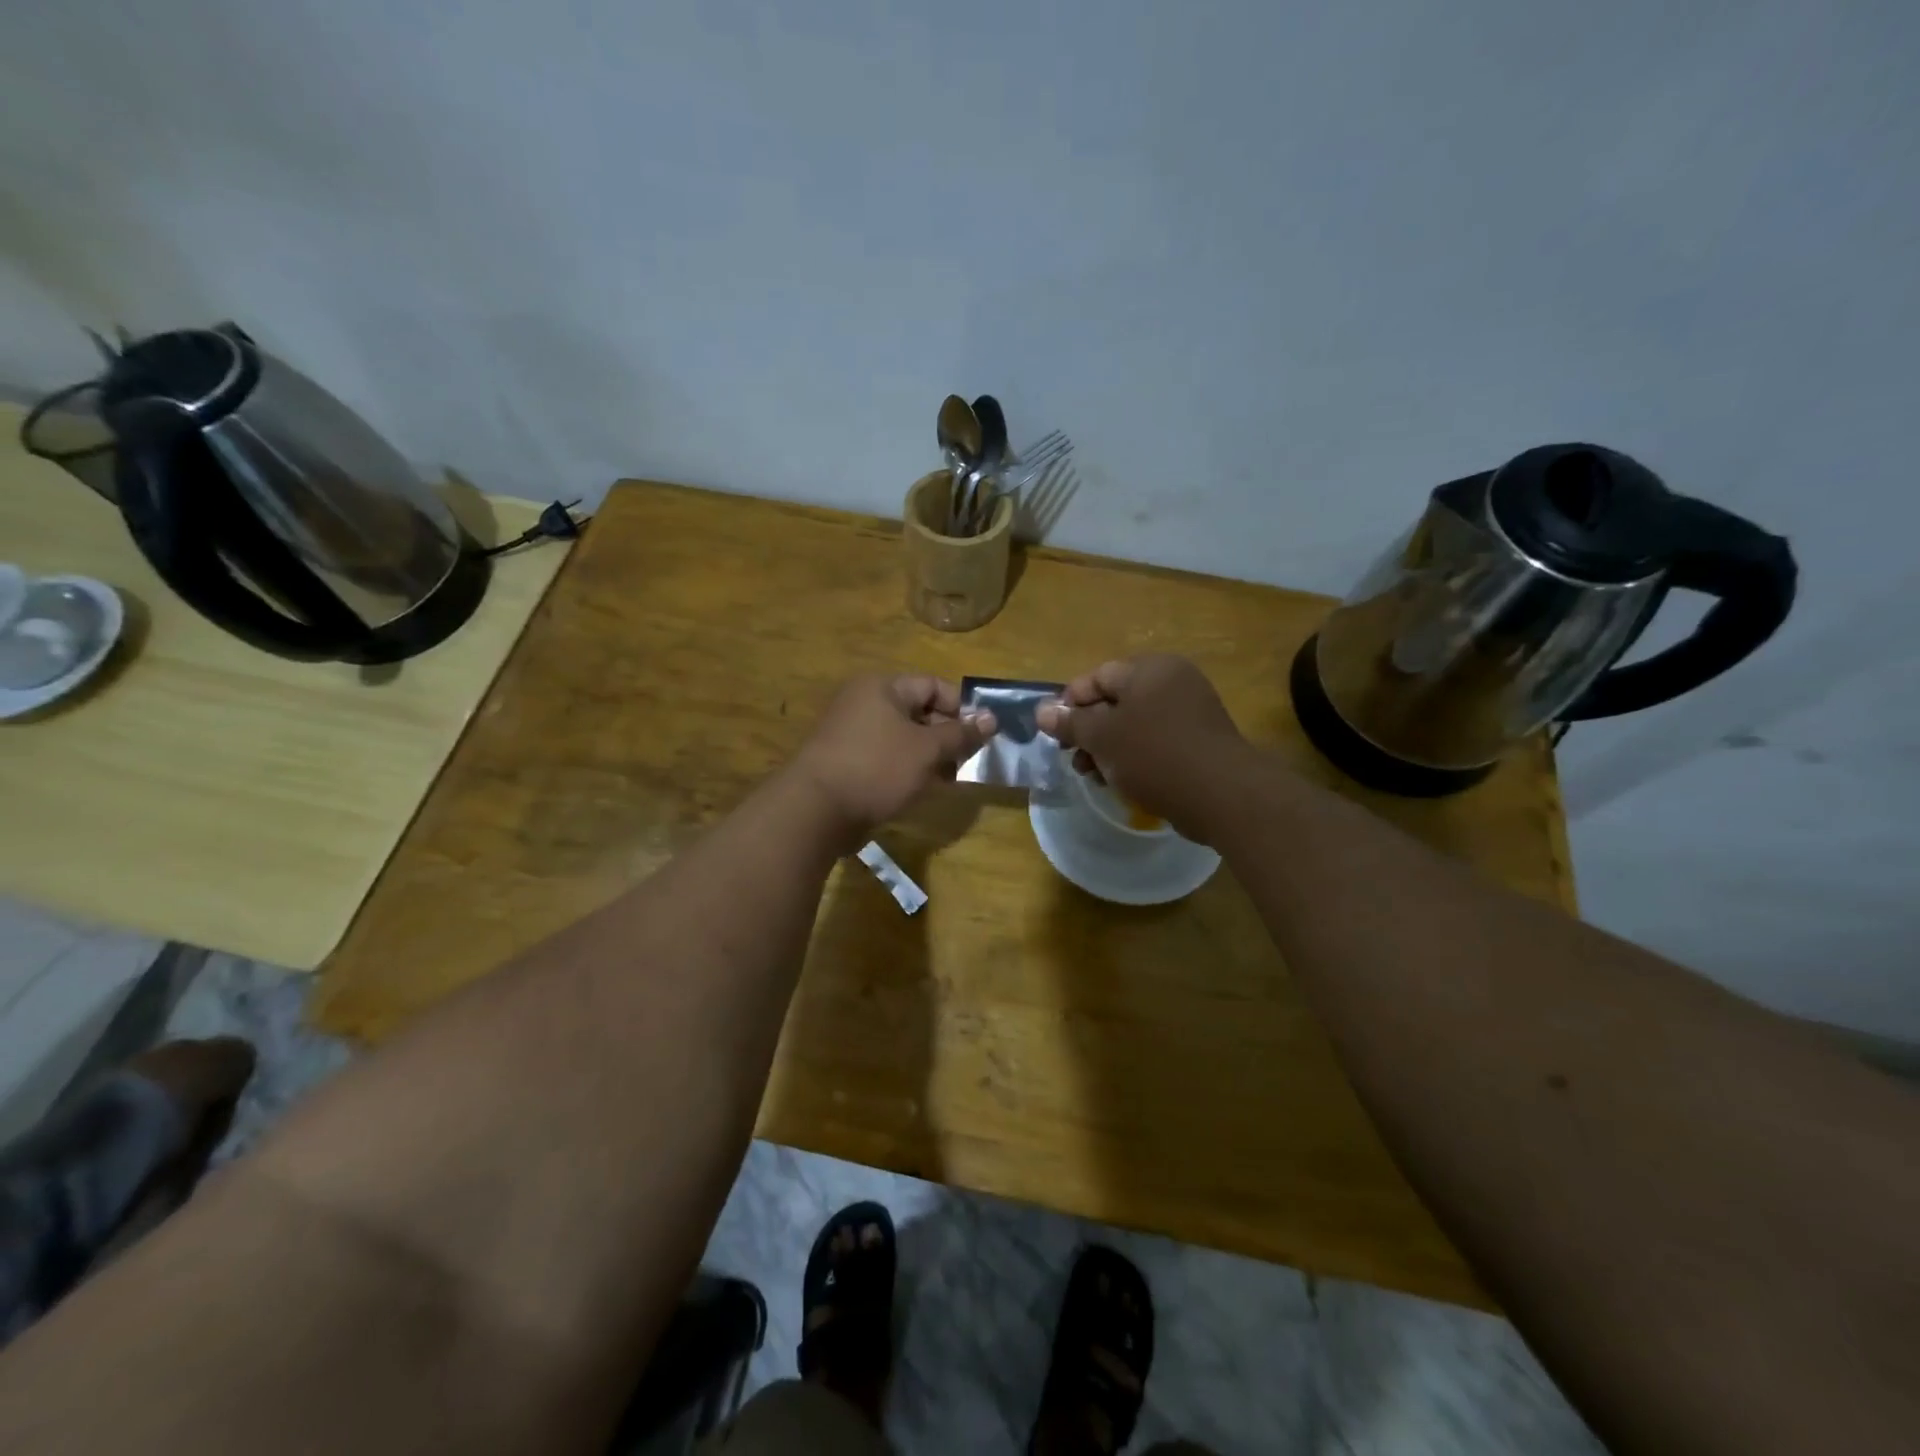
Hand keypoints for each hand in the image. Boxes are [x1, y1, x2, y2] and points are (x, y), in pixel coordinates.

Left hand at [792, 675, 994, 842]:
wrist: (816, 810)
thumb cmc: (877, 768)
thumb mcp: (927, 750)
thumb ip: (961, 734)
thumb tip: (991, 718)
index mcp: (882, 687)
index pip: (933, 685)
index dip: (961, 707)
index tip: (983, 734)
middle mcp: (865, 702)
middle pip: (918, 711)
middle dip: (948, 735)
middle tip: (970, 760)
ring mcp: (853, 733)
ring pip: (904, 738)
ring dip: (931, 756)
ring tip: (951, 779)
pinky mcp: (848, 761)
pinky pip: (887, 757)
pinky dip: (908, 769)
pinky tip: (924, 789)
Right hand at [1036, 655, 1248, 840]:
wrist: (1221, 794)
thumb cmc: (1154, 755)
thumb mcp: (1102, 737)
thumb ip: (1070, 723)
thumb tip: (1042, 711)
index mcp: (1150, 669)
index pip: (1097, 676)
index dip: (1070, 703)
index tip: (1055, 733)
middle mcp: (1172, 682)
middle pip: (1115, 702)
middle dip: (1088, 732)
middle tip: (1073, 759)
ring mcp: (1190, 712)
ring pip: (1134, 726)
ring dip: (1107, 749)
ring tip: (1093, 776)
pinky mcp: (1199, 741)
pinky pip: (1155, 742)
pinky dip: (1134, 758)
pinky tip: (1121, 782)